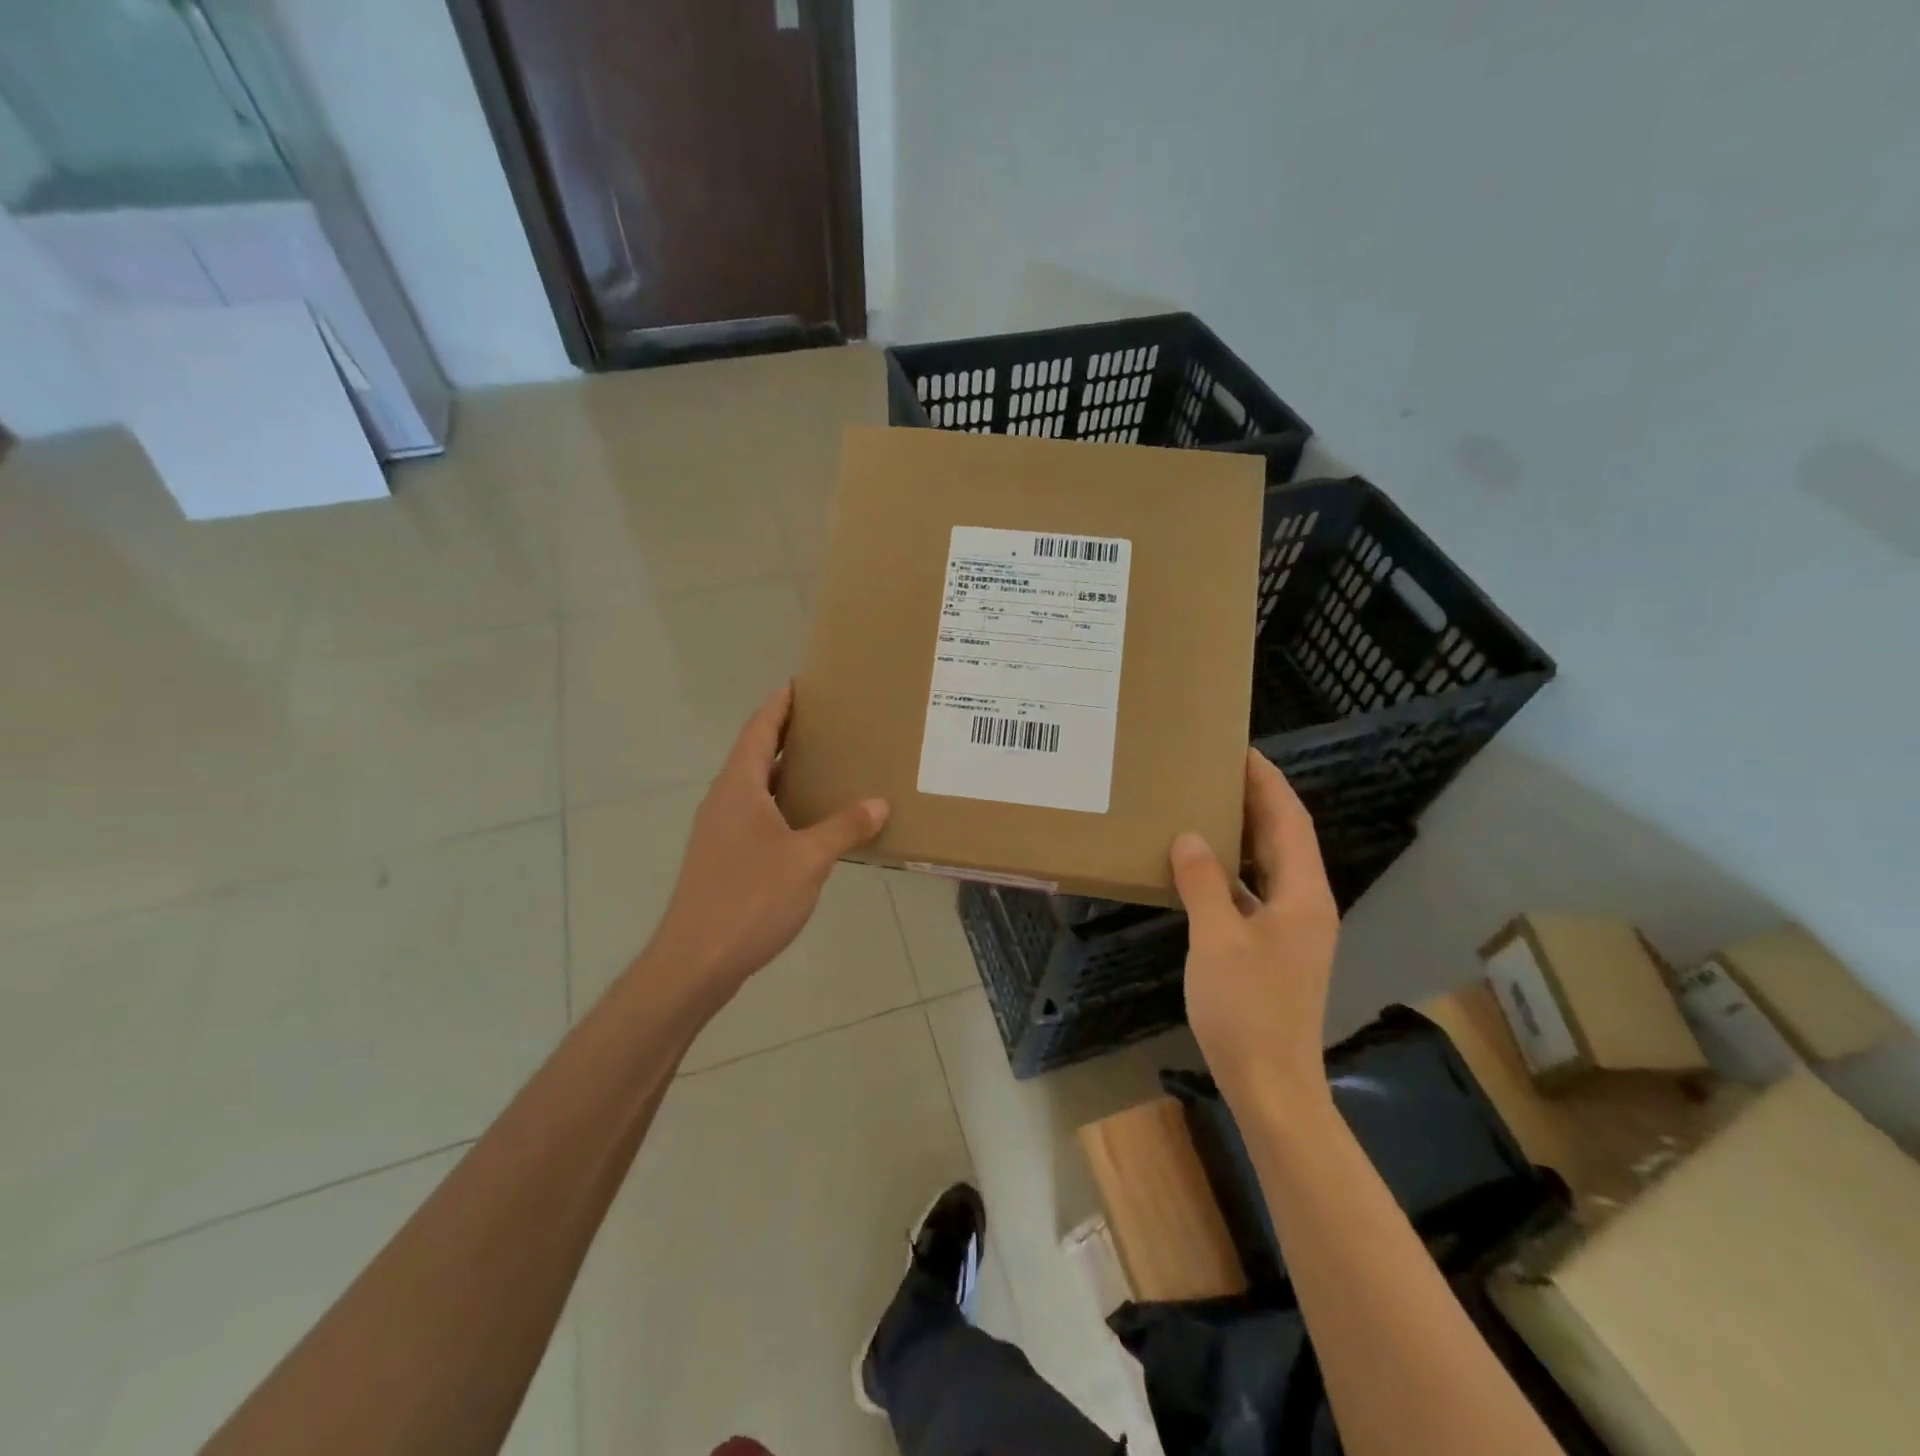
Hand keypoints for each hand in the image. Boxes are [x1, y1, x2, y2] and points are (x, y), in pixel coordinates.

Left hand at [641, 683, 888, 1000]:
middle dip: (786, 735)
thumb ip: (844, 828)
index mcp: (738, 788)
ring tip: (825, 767)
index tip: (800, 684)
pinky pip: (756, 816)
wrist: (695, 962)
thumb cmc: (749, 899)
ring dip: (785, 773)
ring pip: (755, 788)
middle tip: (827, 723)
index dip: (779, 705)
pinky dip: (782, 806)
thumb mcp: (807, 860)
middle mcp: (724, 802)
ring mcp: (720, 832)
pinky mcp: (723, 859)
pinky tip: (809, 823)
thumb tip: (878, 802)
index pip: (758, 730)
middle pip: (754, 754)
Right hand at [1170, 750, 1339, 1104]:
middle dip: (1257, 800)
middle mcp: (1307, 904)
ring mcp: (1294, 928)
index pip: (1289, 820)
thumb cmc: (1247, 1009)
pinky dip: (1235, 869)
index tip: (1241, 750)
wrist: (1272, 1084)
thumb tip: (1190, 837)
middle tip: (1216, 770)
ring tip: (1208, 806)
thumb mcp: (1217, 940)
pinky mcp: (1277, 948)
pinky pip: (1257, 891)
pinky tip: (1204, 867)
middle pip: (1285, 837)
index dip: (1267, 782)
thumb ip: (1203, 882)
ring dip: (1246, 833)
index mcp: (1303, 895)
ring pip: (1271, 865)